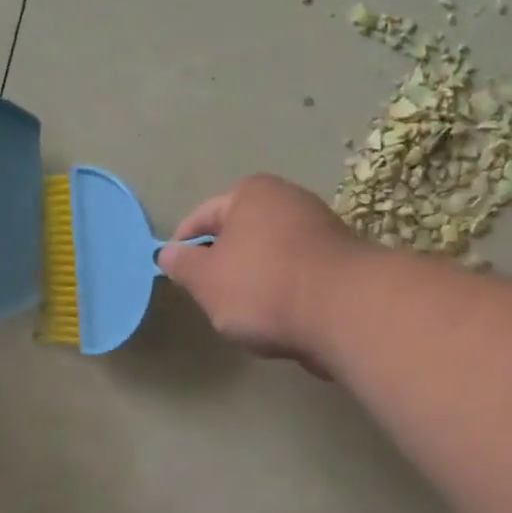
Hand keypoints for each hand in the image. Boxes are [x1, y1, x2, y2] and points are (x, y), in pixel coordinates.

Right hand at [157, 174, 366, 369]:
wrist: (345, 310)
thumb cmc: (263, 286)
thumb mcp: (206, 280)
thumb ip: (182, 265)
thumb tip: (166, 253)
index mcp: (251, 193)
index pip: (203, 215)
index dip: (183, 244)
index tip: (173, 271)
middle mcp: (288, 199)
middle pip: (240, 234)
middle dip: (222, 264)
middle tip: (208, 297)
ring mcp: (321, 228)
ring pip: (270, 255)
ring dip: (255, 281)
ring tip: (246, 315)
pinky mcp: (342, 261)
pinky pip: (297, 274)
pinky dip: (284, 292)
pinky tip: (281, 318)